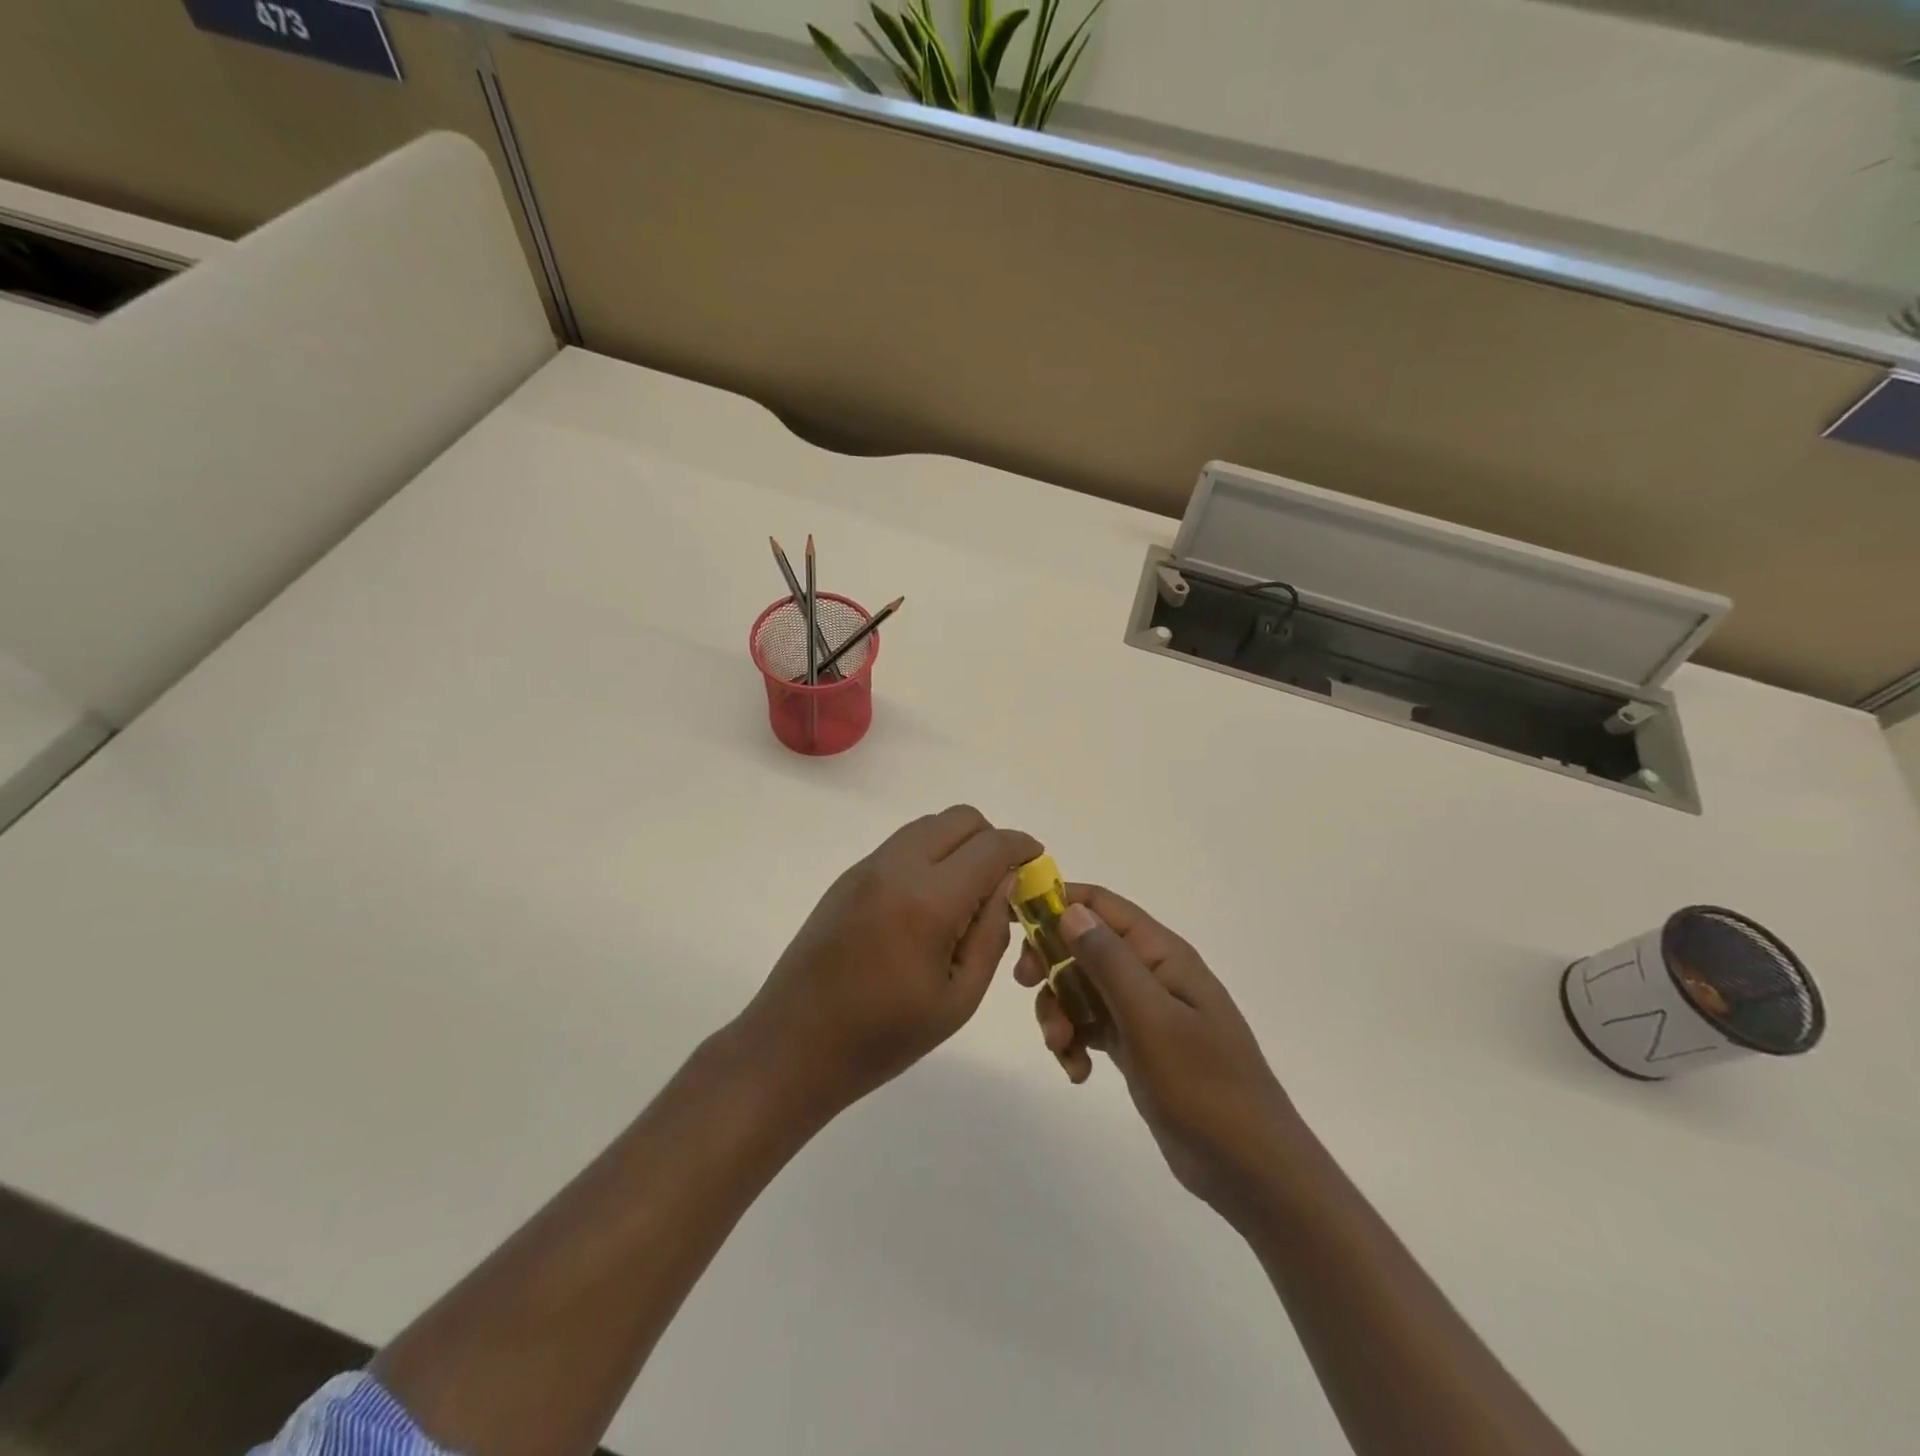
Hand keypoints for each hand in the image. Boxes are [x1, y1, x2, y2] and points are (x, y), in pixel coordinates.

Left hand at [740, 806, 1041, 1120]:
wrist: (793, 1046)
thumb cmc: (883, 1037)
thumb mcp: (958, 998)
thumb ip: (991, 933)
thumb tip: (1008, 883)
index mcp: (929, 900)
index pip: (991, 846)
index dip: (1022, 847)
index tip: (1037, 863)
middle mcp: (896, 867)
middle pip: (959, 819)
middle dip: (991, 839)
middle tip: (1002, 881)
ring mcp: (866, 868)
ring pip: (928, 826)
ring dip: (958, 843)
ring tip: (966, 893)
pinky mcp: (847, 878)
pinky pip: (901, 845)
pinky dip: (928, 854)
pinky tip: (927, 902)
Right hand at [1015, 885, 1300, 1222]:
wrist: (1250, 1169)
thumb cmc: (1204, 1086)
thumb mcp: (1151, 1019)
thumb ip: (1109, 962)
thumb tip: (1070, 910)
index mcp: (1161, 954)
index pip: (1101, 905)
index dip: (1057, 903)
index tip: (1015, 923)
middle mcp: (1150, 973)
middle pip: (1083, 946)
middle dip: (1051, 964)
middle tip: (1026, 985)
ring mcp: (1142, 1011)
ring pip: (1080, 988)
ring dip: (1059, 1011)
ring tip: (1062, 1049)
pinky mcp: (1136, 1045)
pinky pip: (1090, 1026)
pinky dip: (1075, 1042)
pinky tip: (1078, 1072)